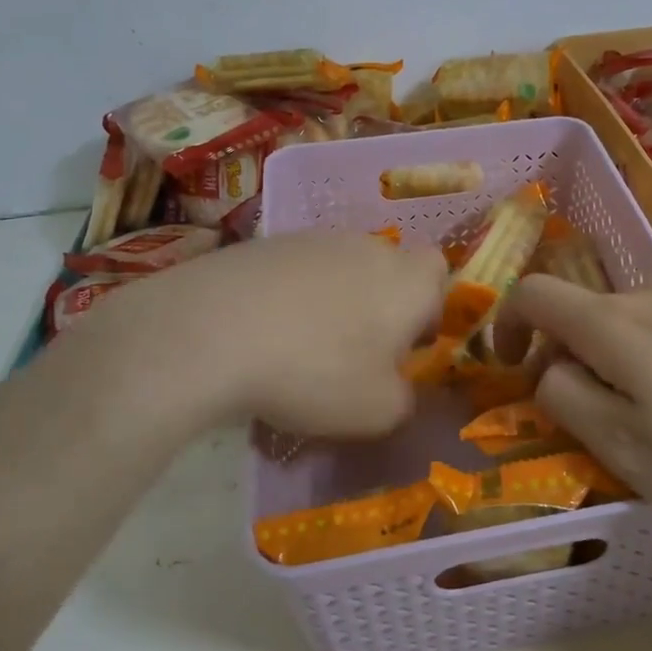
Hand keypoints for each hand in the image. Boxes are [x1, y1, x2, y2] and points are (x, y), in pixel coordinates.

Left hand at [71, 233, 448, 438]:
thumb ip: (404, 399)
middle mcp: (367, 247)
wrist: (212, 330)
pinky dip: (287, 298)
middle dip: (378, 306)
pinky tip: (261, 334)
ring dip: (331, 302)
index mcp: (407, 280)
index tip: (405, 344)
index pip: (439, 271)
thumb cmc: (316, 372)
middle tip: (353, 353)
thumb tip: (397, 387)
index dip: (429, 305)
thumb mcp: (378, 411)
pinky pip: (293, 272)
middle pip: (386, 269)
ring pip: (338, 269)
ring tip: (298, 347)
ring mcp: (311, 239)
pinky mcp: (263, 243)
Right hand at [507, 272, 651, 534]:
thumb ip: (567, 400)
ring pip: (633, 316)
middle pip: (586, 311)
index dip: (507, 326)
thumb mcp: (628, 450)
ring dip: (622, 354)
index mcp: (617, 322)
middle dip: (573, 356)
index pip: (534, 294)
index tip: (512, 368)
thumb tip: (547, 369)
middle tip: (600, 418)